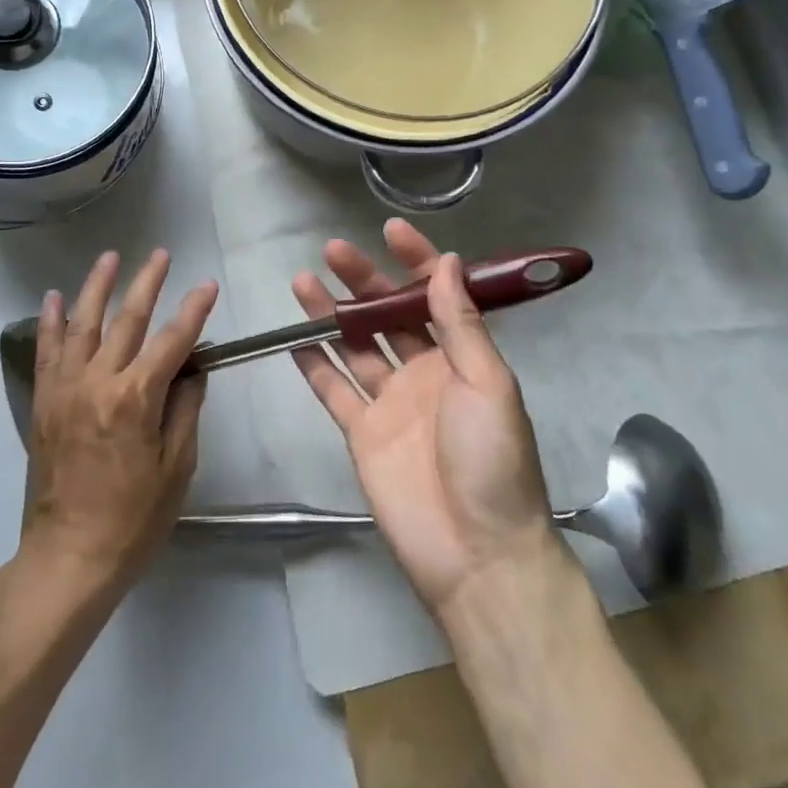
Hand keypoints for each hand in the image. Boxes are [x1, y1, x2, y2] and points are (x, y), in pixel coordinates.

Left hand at [22, 249, 217, 592]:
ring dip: (98, 287)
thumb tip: (192, 369)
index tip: (208, 285)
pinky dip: (51, 322)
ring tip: (110, 257)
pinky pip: (46, 352)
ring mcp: (66, 389)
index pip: (173, 341)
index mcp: (136, 399)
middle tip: (162, 254)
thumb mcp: (177, 468)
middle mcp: (98, 382)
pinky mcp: (44, 402)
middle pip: (128, 320)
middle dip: (148, 283)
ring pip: (83, 324)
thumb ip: (185, 410)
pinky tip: (55, 297)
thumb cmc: (133, 519)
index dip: (194, 311)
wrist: (69, 558)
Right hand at [291, 221, 561, 617]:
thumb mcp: (488, 383)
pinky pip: (333, 391)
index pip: (436, 296)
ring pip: (354, 346)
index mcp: (461, 358)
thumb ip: (461, 323)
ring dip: (331, 314)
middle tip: (333, 250)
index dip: (416, 262)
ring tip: (303, 280)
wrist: (477, 556)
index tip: (390, 231)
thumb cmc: (493, 460)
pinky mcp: (362, 434)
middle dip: (363, 281)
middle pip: (388, 315)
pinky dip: (314, 365)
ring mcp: (390, 403)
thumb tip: (448, 261)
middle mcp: (424, 372)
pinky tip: (294, 337)